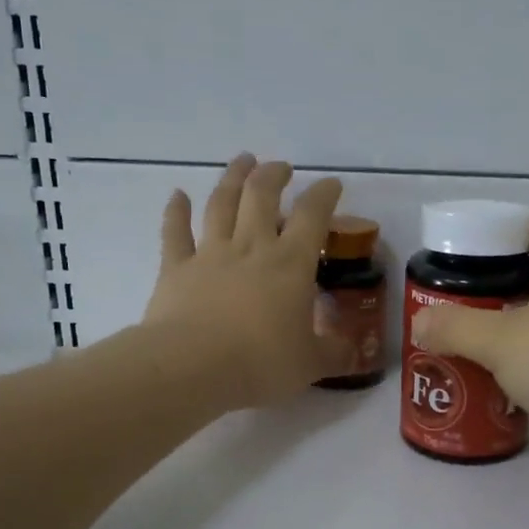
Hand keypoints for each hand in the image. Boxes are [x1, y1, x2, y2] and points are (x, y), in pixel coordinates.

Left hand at [141, 155, 348, 408]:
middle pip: (262, 196)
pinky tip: (177, 195)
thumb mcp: (310, 364)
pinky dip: (175, 211)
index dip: (324, 195)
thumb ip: (334, 353)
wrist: (192, 367)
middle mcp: (251, 247)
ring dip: (232, 178)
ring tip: (242, 160)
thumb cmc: (260, 363)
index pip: (312, 216)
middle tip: (281, 167)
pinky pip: (174, 233)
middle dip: (274, 175)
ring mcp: (210, 254)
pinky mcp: (175, 269)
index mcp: (290, 264)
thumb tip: (354, 351)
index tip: (331, 184)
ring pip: (221, 204)